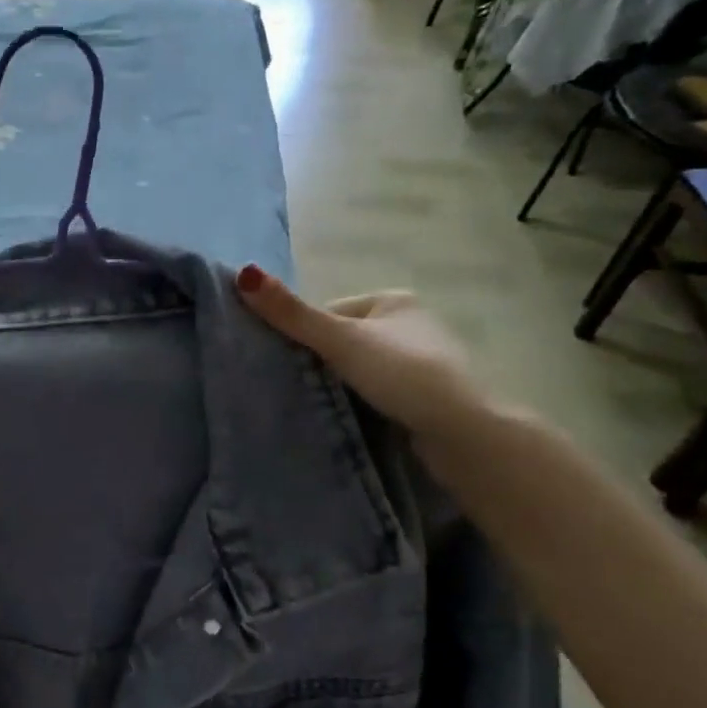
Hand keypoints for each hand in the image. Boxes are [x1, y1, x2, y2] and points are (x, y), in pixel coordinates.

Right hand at [235, 266, 493, 441]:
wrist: (464, 434)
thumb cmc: (404, 374)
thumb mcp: (341, 340)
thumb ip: (292, 314)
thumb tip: (243, 274)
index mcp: (393, 301)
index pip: (328, 314)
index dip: (304, 336)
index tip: (287, 364)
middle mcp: (410, 325)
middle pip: (342, 342)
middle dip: (320, 363)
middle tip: (298, 387)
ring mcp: (420, 362)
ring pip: (357, 370)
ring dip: (339, 386)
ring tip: (321, 406)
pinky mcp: (423, 397)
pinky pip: (375, 392)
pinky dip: (359, 403)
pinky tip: (350, 418)